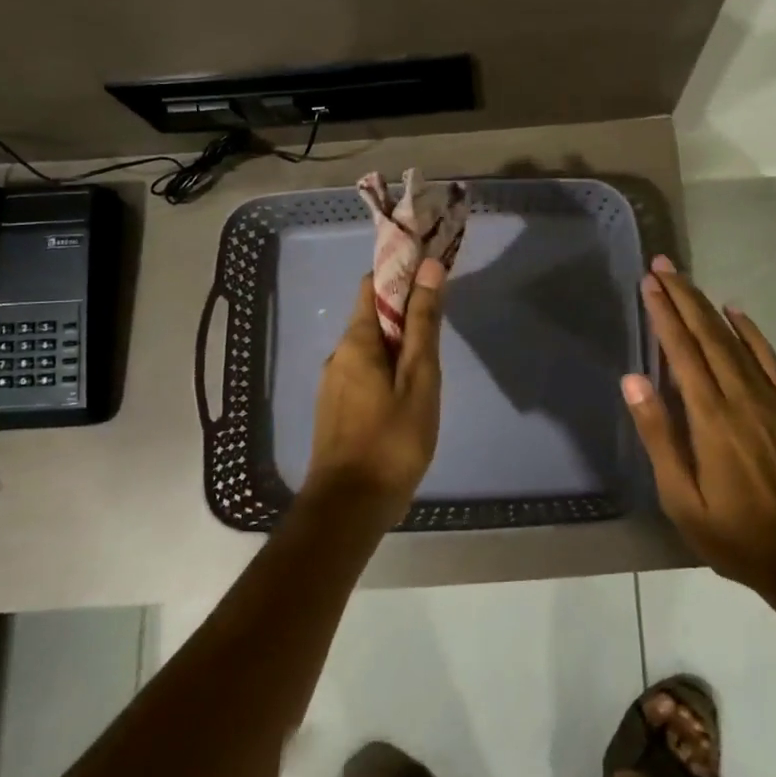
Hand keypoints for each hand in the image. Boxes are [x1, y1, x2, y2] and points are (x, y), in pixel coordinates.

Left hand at [305, 258, 446, 528]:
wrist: (349, 508)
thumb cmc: (392, 440)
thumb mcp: (419, 379)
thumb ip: (424, 324)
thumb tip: (430, 268)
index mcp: (356, 341)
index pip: (373, 284)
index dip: (402, 272)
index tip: (432, 272)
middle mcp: (338, 354)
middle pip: (371, 314)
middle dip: (404, 307)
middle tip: (442, 318)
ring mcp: (334, 382)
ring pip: (369, 345)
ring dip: (398, 340)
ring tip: (431, 357)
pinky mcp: (336, 407)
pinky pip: (364, 370)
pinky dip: (387, 365)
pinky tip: (409, 389)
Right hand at [623, 256, 775, 599]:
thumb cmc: (733, 535)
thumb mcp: (681, 498)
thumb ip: (658, 435)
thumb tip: (633, 380)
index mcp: (711, 418)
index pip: (681, 352)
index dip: (663, 314)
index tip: (647, 283)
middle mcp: (741, 398)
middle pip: (707, 335)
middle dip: (683, 297)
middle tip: (662, 265)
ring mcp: (770, 400)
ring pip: (735, 340)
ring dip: (708, 307)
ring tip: (686, 281)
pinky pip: (768, 359)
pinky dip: (750, 331)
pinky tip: (735, 313)